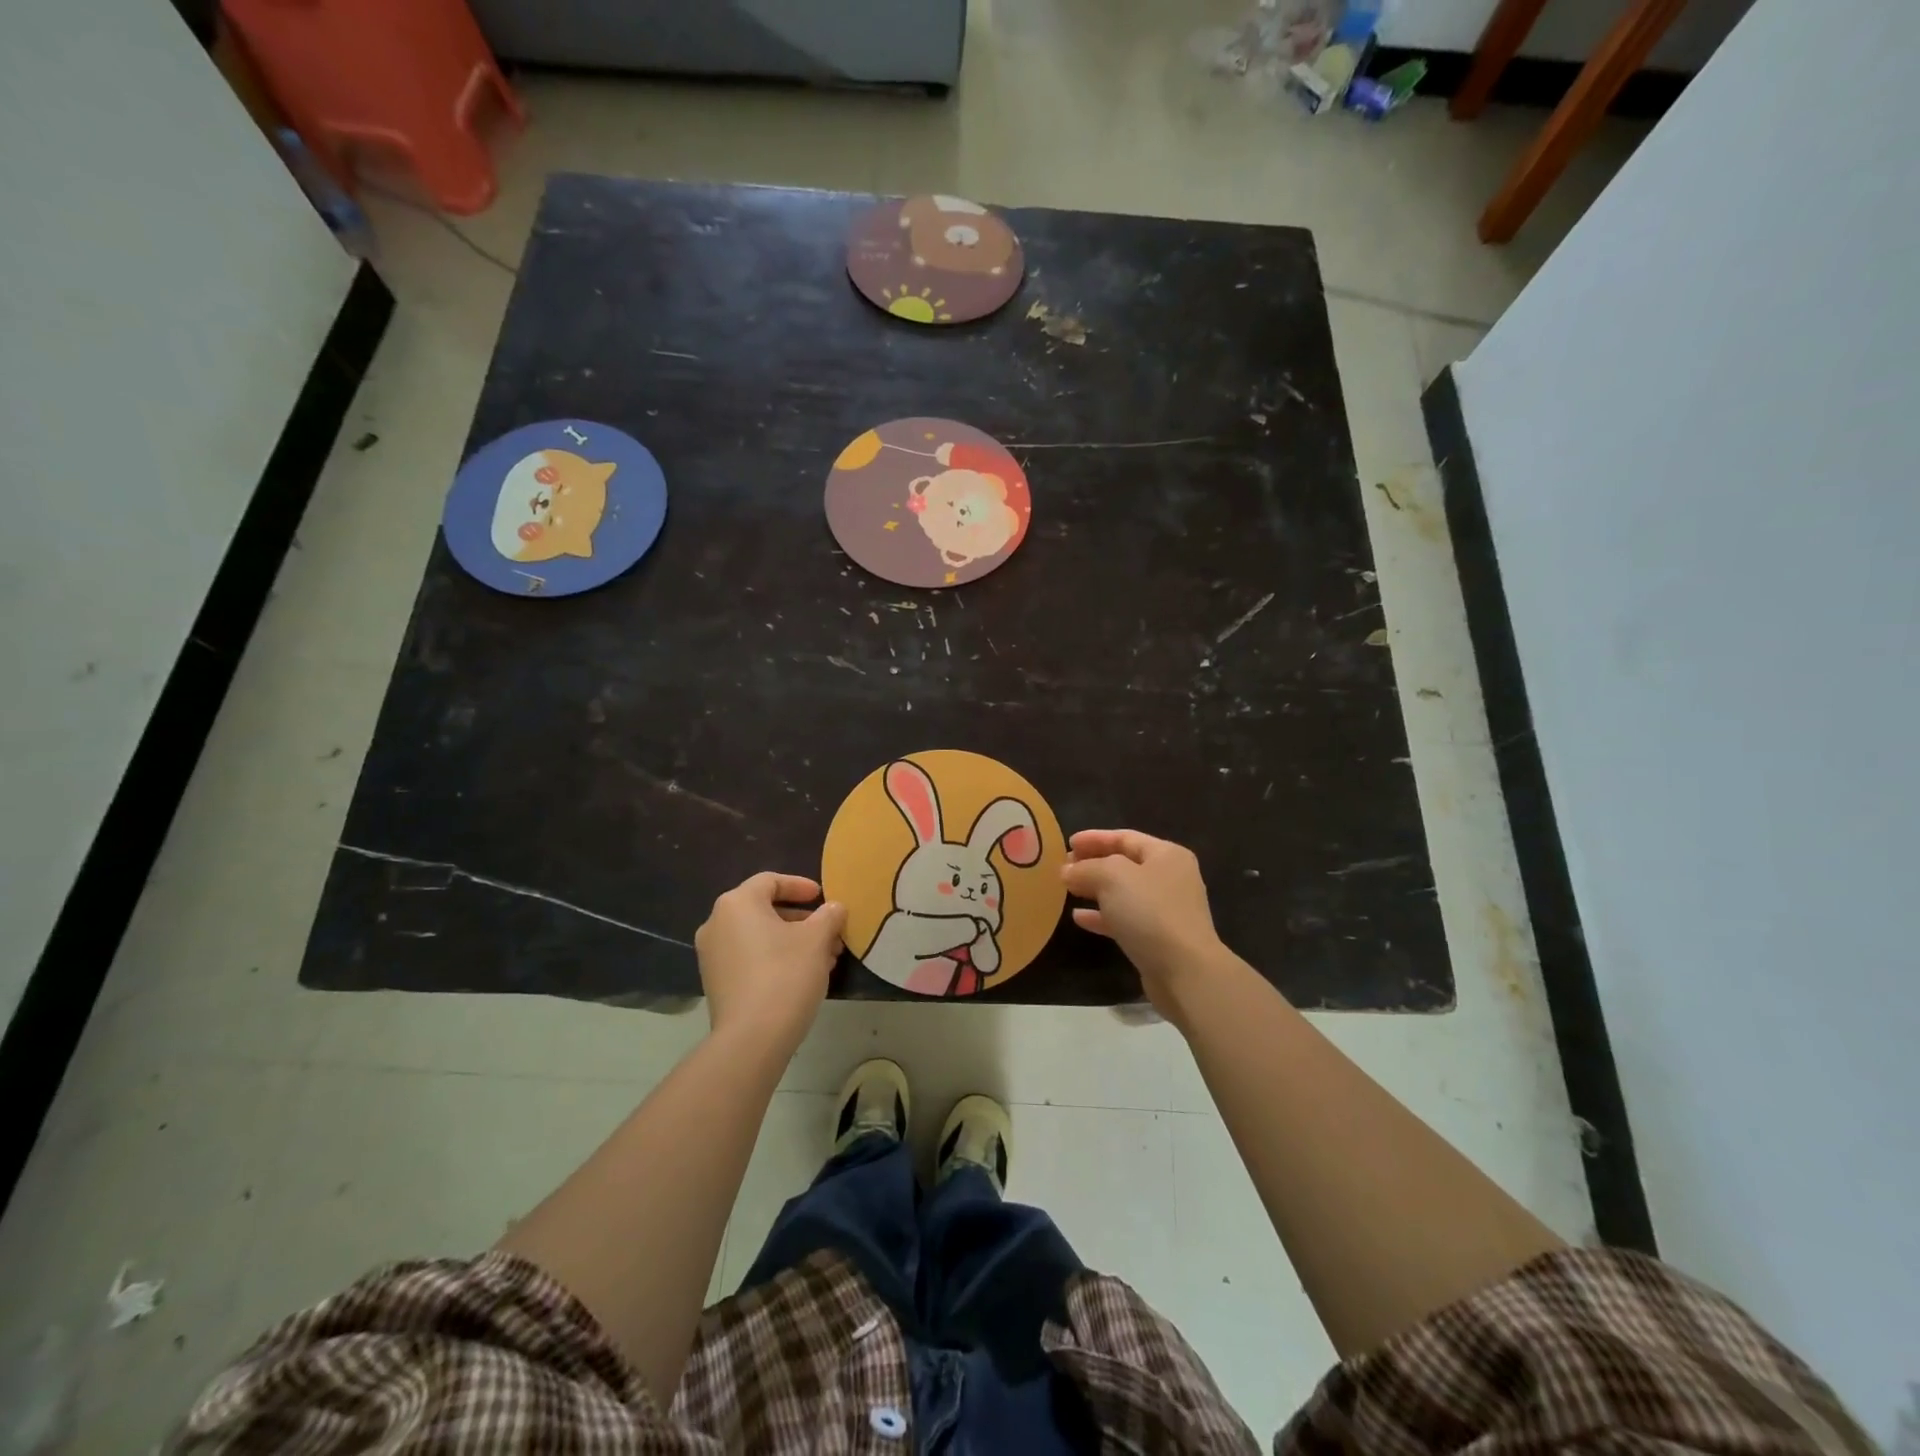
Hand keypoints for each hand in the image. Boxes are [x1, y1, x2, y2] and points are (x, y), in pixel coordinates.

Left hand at [695, 873, 846, 1053]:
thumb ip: (829, 916)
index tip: (822, 898)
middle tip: (829, 932)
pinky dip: (775, 958)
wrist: (752, 1038)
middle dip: (801, 919)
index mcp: (737, 904)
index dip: (800, 886)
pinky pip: (749, 958)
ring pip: (759, 936)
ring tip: (825, 957)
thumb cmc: (786, 975)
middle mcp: (717, 923)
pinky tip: (804, 976)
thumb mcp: (817, 939)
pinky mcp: (715, 983)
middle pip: (764, 909)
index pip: (770, 881)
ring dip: (792, 941)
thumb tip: (835, 907)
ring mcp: (712, 956)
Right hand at [1061, 830, 1225, 1021]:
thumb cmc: (1150, 911)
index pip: (1125, 837)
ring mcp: (1166, 910)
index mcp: (1166, 855)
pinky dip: (1102, 916)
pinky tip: (1078, 918)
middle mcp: (1170, 878)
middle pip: (1125, 864)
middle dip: (1093, 863)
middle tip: (1064, 867)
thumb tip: (1067, 871)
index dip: (1094, 838)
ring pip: (1124, 893)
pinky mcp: (1159, 938)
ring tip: (1068, 889)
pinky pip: (1125, 919)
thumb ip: (1086, 868)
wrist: (1184, 971)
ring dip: (1095, 890)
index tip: (1067, 843)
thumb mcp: (1112, 877)